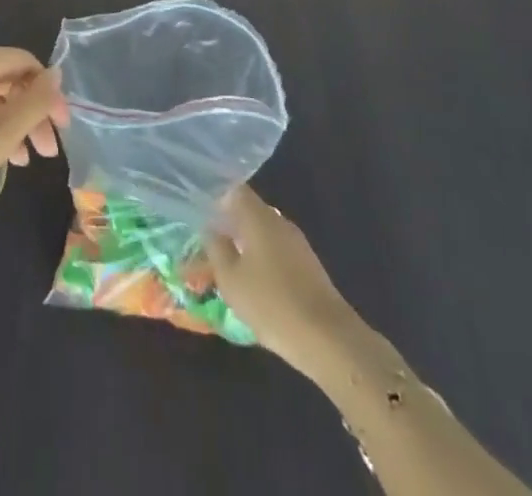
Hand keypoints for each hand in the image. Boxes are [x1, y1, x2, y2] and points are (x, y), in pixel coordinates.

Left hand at [0, 47, 68, 239]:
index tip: (62, 129)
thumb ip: (35, 101)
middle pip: (8, 79)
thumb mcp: (2, 131)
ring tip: (24, 162)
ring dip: (13, 124)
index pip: (26, 62)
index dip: (49, 93)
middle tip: (48, 152)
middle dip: (33, 113)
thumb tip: (56, 73)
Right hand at [203, 184, 352, 373]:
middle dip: (231, 226)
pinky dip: (265, 263)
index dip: (217, 200)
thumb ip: (217, 249)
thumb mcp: (230, 279)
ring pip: (265, 235)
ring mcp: (298, 245)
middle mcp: (279, 222)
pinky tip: (257, 287)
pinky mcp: (310, 269)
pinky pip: (279, 254)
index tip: (202, 216)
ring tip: (231, 270)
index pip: (234, 191)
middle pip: (251, 213)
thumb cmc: (272, 303)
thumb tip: (212, 230)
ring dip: (248, 247)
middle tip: (212, 246)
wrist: (330, 341)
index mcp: (258, 217)